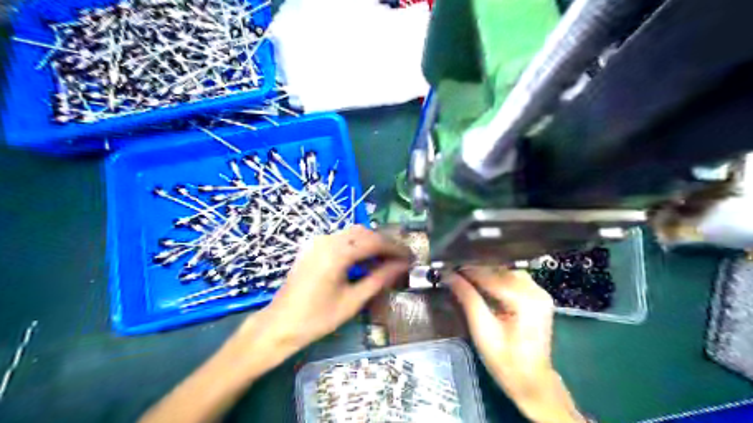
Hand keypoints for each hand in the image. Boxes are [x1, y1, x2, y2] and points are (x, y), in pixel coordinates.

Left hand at [250, 226, 411, 354]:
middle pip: (364, 233)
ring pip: (353, 233)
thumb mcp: (352, 301)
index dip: (395, 248)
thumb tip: (401, 266)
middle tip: (401, 258)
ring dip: (371, 242)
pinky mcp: (313, 247)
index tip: (410, 257)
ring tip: (387, 259)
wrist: (279, 324)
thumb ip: (379, 279)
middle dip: (385, 243)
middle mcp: (327, 240)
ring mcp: (318, 241)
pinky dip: (357, 245)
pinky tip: (365, 259)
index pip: (374, 242)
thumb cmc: (317, 318)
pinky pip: (341, 239)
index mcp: (337, 252)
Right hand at [448, 267, 583, 422]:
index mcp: (525, 300)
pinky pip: (515, 280)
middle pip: (501, 271)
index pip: (491, 276)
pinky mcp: (539, 298)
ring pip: (508, 272)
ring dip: (487, 273)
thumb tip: (449, 276)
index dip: (467, 271)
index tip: (447, 267)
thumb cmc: (505, 361)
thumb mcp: (482, 330)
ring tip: (466, 276)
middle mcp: (536, 291)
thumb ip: (467, 298)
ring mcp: (540, 293)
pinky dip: (498, 279)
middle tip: (454, 271)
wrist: (532, 383)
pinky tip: (484, 283)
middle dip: (477, 270)